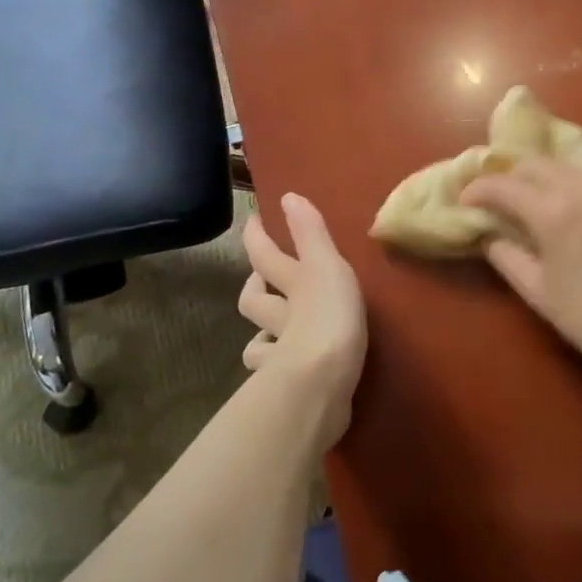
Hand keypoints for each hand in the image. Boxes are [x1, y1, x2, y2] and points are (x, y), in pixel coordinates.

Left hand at [237, 194, 366, 447]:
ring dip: (263, 335)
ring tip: (274, 333)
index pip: (266, 255)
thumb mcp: (326, 265)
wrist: (322, 380)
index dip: (257, 236)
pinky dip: (276, 370)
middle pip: (255, 300)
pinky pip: (275, 376)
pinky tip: (287, 370)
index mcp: (292, 284)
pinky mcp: (290, 386)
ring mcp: (280, 354)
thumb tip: (287, 195)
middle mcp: (280, 316)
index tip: (253, 220)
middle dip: (254, 289)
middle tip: (259, 281)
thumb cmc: (328, 315)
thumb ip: (311, 233)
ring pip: (260, 342)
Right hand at [459, 159, 581, 375]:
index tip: (466, 202)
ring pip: (569, 164)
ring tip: (539, 195)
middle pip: (535, 165)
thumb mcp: (538, 292)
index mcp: (552, 212)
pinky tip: (580, 187)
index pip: (504, 186)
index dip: (478, 191)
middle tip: (500, 199)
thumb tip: (489, 235)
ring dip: (546, 175)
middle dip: (510, 178)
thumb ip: (506, 257)